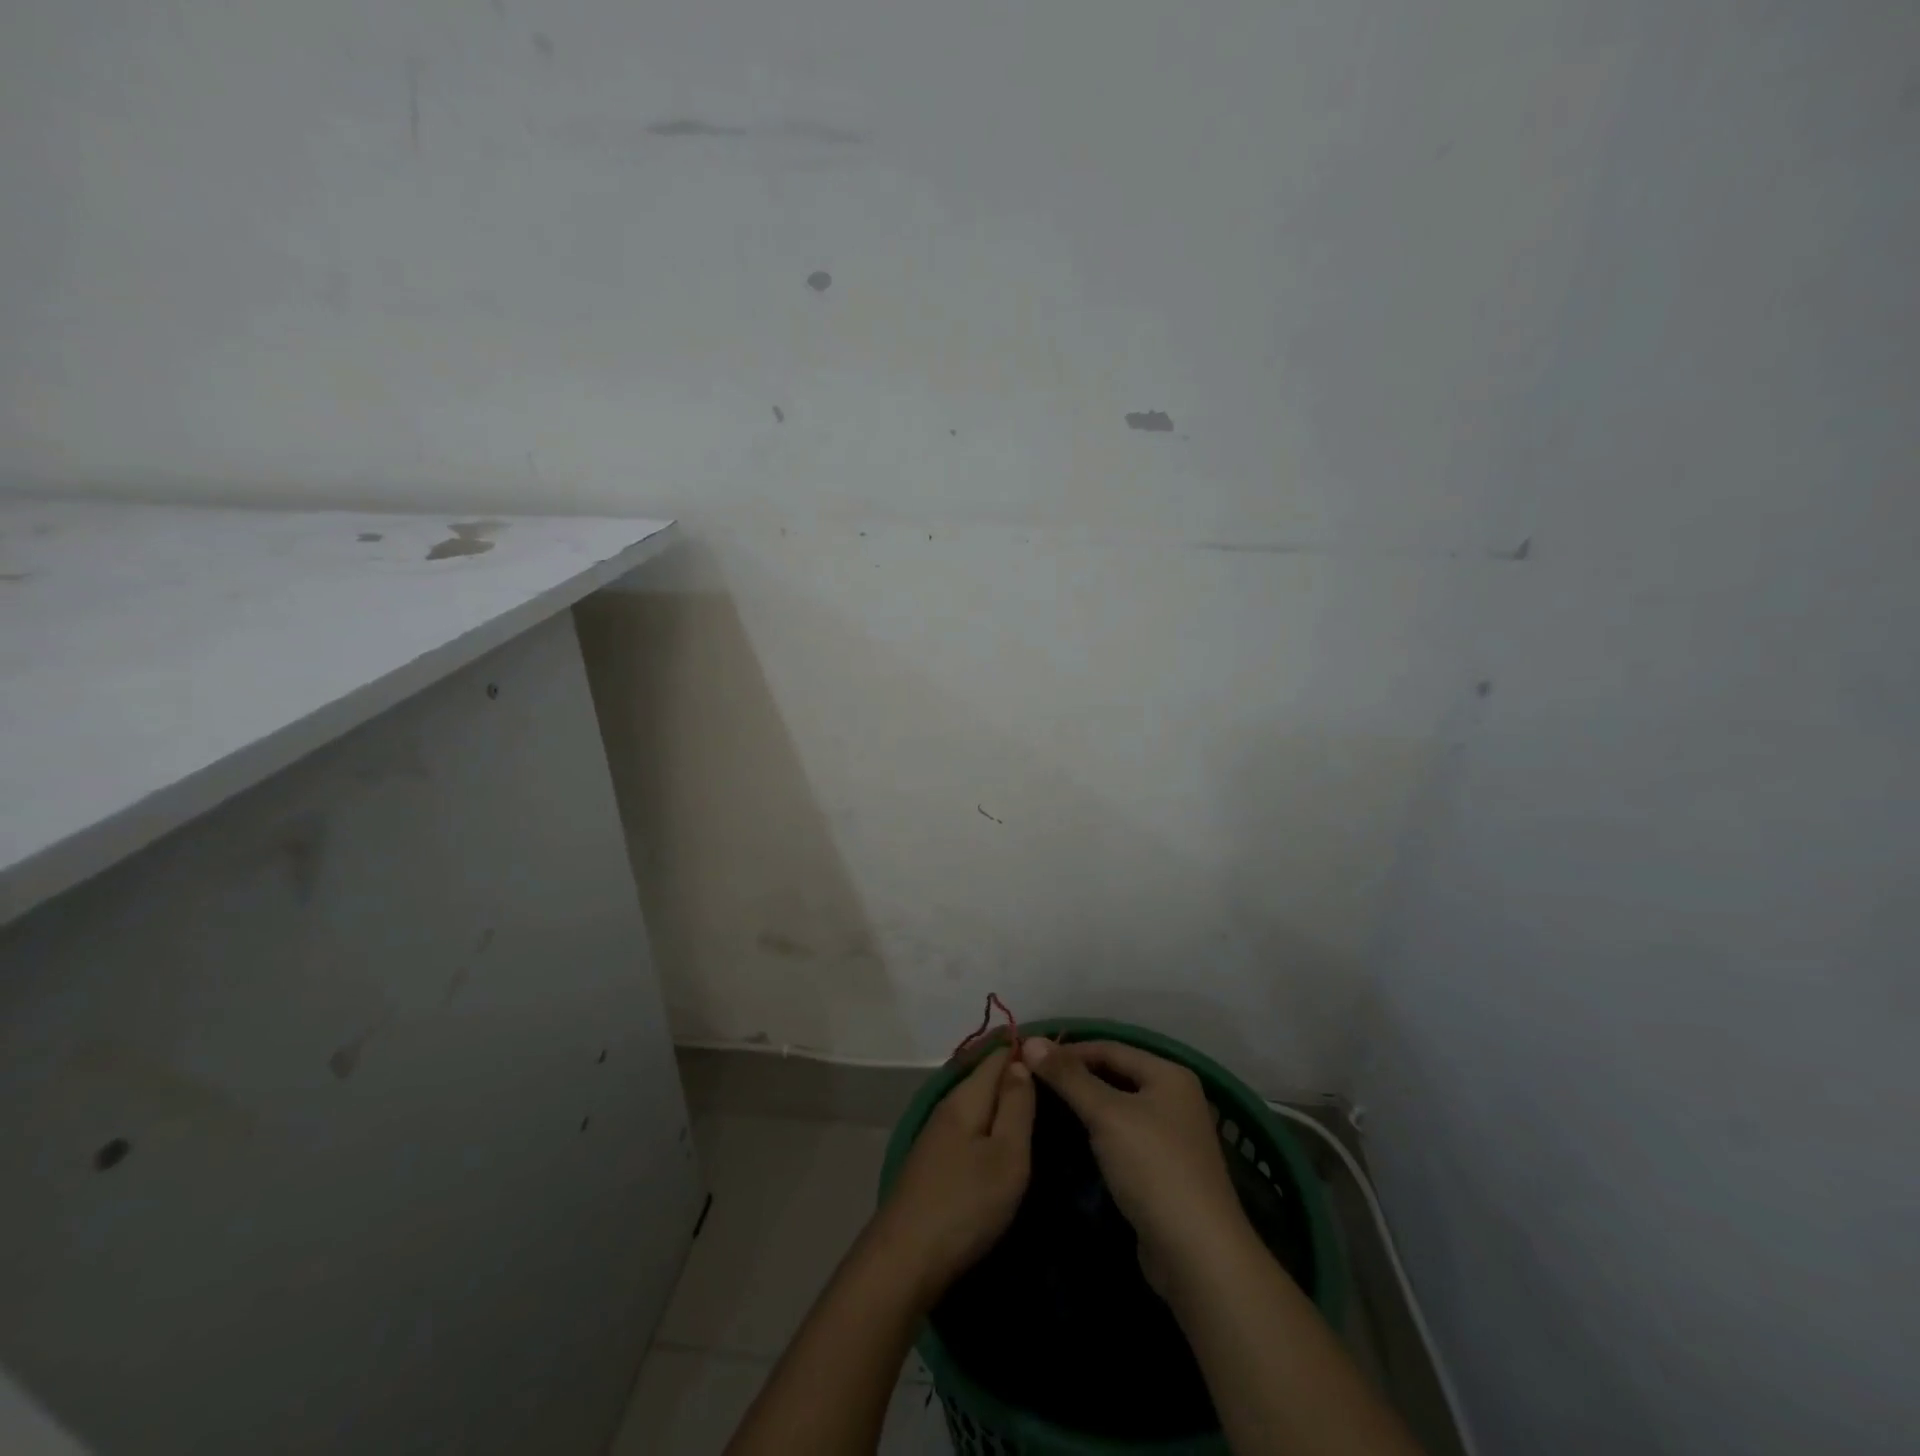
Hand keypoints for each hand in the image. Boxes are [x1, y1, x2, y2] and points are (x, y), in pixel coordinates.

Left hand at [870, 1047, 1035, 1298]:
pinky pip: (968, 1128)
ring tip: (1037, 1108)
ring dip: (1002, 1101)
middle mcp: (947, 1107)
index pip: (997, 1056)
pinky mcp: (933, 1162)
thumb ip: (1017, 1106)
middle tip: (1055, 1081)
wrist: (904, 1259)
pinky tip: (1002, 1140)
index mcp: (965, 1098)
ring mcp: (936, 1135)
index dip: (1024, 1049)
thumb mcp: (1006, 1156)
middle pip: (984, 1078)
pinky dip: (989, 1124)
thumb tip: (1020, 1062)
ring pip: (976, 1104)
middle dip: (1014, 1074)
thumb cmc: (965, 1204)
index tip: (1058, 1054)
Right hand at [1020, 1038, 1250, 1293]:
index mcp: (1169, 1074)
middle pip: (1116, 1075)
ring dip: (1084, 1106)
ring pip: (1118, 1108)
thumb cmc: (1153, 1168)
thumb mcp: (1107, 1115)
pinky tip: (1072, 1139)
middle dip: (1075, 1077)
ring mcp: (1172, 1136)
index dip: (1069, 1050)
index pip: (1110, 1048)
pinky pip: (1123, 1136)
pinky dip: (1098, 1132)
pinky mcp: (1163, 1169)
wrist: (1198, 1255)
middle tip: (1032, 1081)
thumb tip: (1030, 1040)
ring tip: (1043, 1106)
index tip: (1029, 1058)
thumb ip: (1069, 1077)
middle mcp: (1174, 1098)